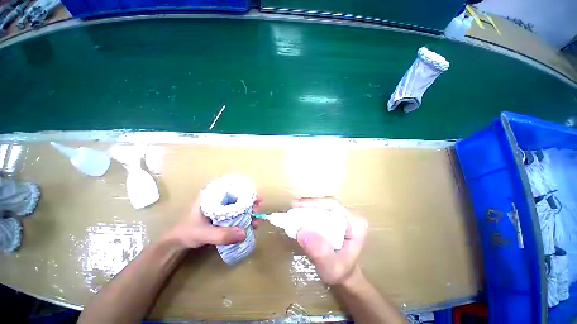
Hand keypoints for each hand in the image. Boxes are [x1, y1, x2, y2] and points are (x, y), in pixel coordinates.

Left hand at [165, 198, 260, 248]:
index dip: (246, 191)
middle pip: (239, 196)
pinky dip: (244, 219)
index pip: (233, 188)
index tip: (256, 198)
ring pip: (239, 206)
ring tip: (255, 222)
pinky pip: (236, 215)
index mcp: (212, 196)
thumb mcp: (203, 233)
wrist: (176, 244)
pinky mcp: (222, 217)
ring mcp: (221, 208)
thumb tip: (245, 233)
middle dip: (250, 203)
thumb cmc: (187, 233)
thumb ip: (221, 235)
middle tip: (257, 211)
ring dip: (249, 212)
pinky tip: (249, 227)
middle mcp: (218, 199)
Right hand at [294, 198, 367, 285]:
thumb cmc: (340, 272)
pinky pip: (322, 210)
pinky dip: (310, 211)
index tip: (297, 204)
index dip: (314, 202)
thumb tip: (302, 232)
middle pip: (327, 203)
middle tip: (293, 206)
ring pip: (324, 205)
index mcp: (356, 224)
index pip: (333, 206)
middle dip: (310, 204)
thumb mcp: (331, 267)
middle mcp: (351, 216)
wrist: (344, 276)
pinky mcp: (336, 219)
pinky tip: (300, 214)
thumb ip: (319, 252)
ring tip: (295, 209)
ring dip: (308, 206)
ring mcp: (344, 216)